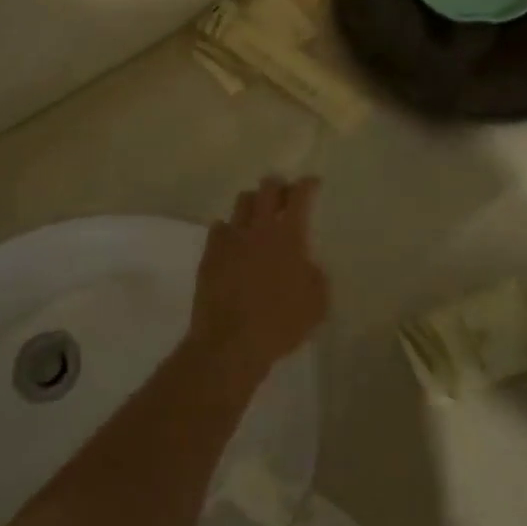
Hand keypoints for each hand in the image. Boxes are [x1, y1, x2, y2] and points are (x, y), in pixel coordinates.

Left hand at [187, 176, 328, 377]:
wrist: (231, 342)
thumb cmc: (281, 323)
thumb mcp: (317, 303)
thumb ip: (315, 276)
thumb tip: (307, 264)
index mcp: (288, 236)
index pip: (299, 196)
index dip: (307, 185)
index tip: (312, 183)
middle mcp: (258, 228)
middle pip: (266, 189)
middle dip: (277, 186)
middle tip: (284, 194)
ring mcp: (230, 239)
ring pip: (241, 203)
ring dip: (254, 202)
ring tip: (259, 213)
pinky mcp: (210, 254)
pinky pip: (220, 228)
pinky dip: (230, 229)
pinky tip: (234, 240)